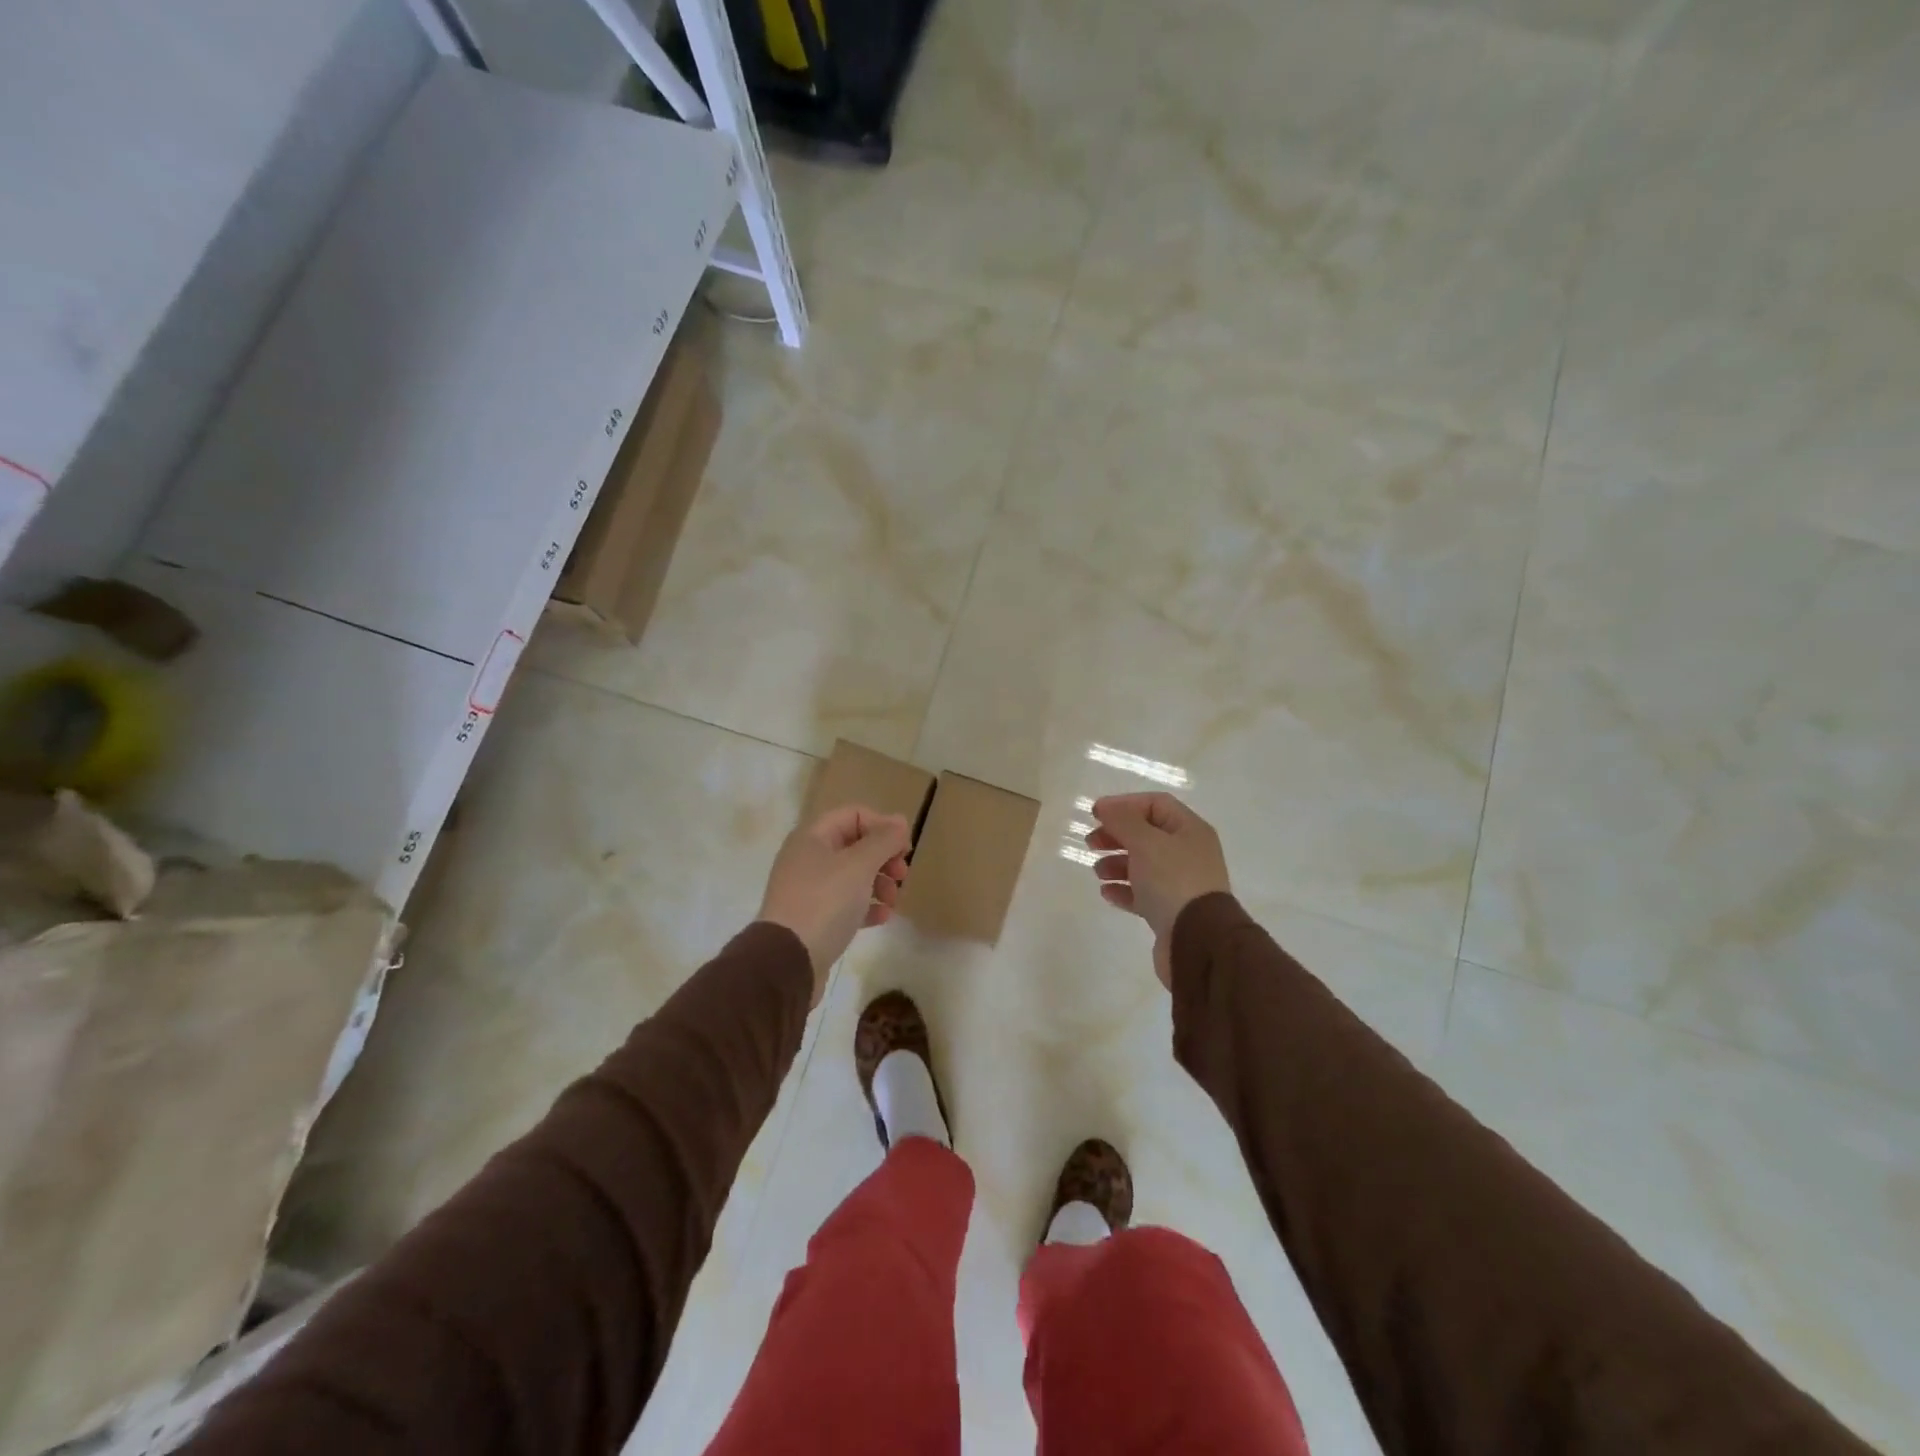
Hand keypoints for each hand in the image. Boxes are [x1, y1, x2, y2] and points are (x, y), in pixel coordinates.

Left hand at [759, 805, 911, 1004]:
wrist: (787, 961)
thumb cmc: (825, 902)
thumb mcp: (859, 865)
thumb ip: (883, 840)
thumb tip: (900, 820)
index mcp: (813, 837)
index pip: (854, 815)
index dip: (883, 826)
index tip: (904, 848)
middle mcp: (807, 858)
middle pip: (855, 845)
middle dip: (883, 857)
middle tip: (902, 874)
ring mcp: (808, 889)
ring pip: (852, 875)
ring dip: (879, 883)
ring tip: (893, 901)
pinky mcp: (813, 918)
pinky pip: (845, 903)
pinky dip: (866, 906)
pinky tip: (882, 917)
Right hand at [1084, 793, 1230, 988]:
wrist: (1197, 941)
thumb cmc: (1173, 881)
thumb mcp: (1146, 842)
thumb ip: (1123, 820)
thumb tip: (1104, 807)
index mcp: (1189, 830)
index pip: (1156, 804)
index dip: (1124, 804)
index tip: (1096, 814)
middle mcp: (1188, 853)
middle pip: (1147, 834)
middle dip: (1117, 835)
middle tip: (1091, 843)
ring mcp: (1181, 883)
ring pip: (1143, 865)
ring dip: (1116, 864)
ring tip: (1098, 872)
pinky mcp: (1171, 911)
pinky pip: (1143, 893)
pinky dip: (1123, 890)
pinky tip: (1107, 893)